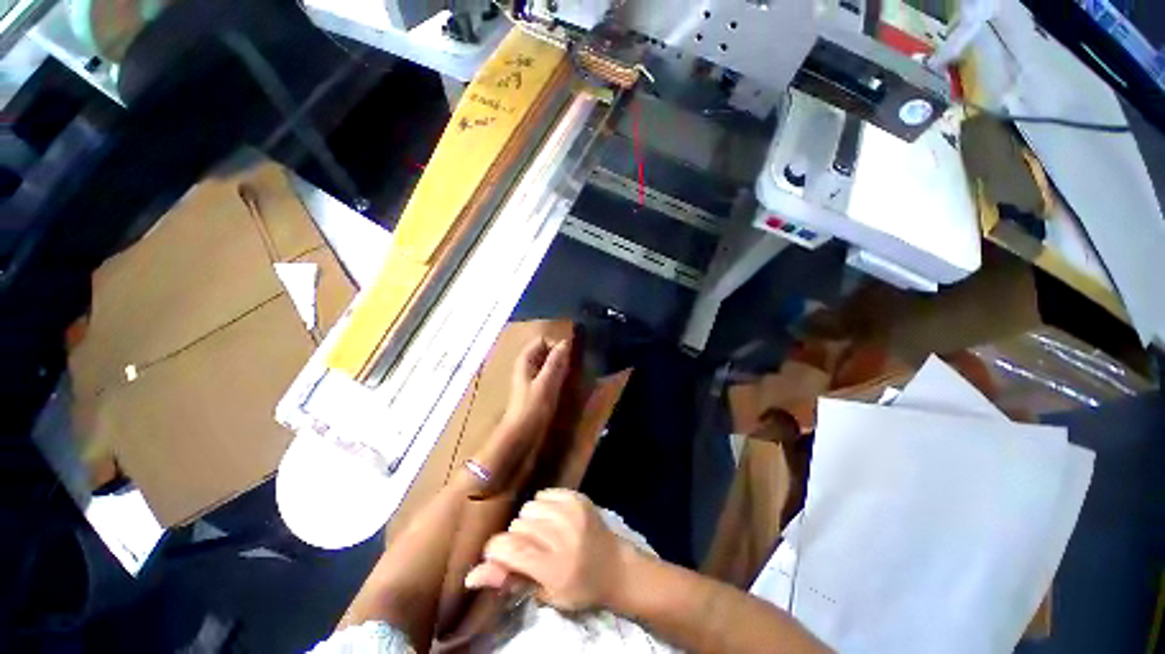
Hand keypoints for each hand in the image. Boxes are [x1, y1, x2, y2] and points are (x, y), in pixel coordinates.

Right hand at [464, 489, 632, 611]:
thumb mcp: (545, 595)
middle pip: (519, 525)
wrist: (615, 566)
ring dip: (530, 521)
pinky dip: (543, 506)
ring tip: (542, 533)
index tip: (497, 555)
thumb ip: (509, 580)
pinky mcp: (578, 497)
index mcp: (556, 567)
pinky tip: (553, 519)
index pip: (512, 550)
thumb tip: (472, 576)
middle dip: (516, 538)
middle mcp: (564, 535)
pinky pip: (545, 494)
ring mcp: (573, 512)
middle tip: (530, 550)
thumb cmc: (579, 588)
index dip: (496, 551)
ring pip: (530, 507)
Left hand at [501, 338, 570, 432]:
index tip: (569, 357)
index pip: (542, 340)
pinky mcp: (535, 391)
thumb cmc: (532, 408)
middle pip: (545, 352)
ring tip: (571, 376)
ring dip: (560, 367)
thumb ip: (556, 362)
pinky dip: (557, 377)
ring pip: (547, 365)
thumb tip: (566, 342)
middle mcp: (526, 366)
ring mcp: (530, 379)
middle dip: (559, 356)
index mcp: (525, 361)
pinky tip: (564, 386)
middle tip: (572, 367)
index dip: (556, 345)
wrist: (520, 437)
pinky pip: (548, 377)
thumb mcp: (547, 383)